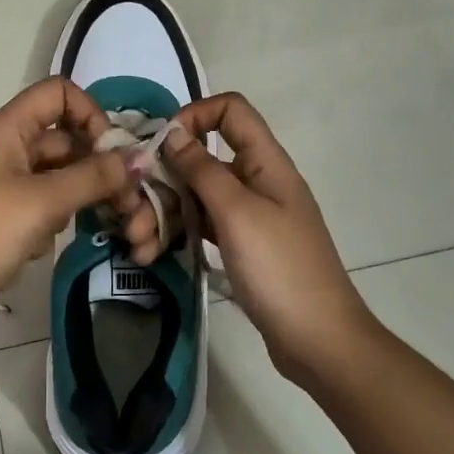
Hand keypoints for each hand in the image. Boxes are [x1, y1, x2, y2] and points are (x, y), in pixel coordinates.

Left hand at [0, 77, 143, 341]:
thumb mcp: (42, 203)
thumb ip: (93, 177)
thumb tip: (139, 159)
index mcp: (7, 129)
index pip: (59, 93)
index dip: (90, 114)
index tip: (111, 152)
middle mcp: (6, 147)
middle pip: (65, 139)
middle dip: (99, 167)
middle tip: (129, 204)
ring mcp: (4, 182)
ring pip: (59, 175)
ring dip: (82, 197)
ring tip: (101, 227)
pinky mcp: (4, 214)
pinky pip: (44, 203)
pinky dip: (55, 219)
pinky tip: (45, 245)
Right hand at [156, 93, 371, 382]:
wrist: (320, 343)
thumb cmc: (280, 270)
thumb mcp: (237, 213)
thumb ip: (202, 169)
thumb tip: (174, 132)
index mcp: (266, 162)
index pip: (231, 110)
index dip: (195, 114)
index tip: (162, 143)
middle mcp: (257, 181)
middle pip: (203, 158)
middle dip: (164, 178)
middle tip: (132, 210)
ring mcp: (249, 215)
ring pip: (197, 195)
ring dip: (164, 211)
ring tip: (138, 242)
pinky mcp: (241, 245)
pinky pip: (203, 224)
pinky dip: (178, 233)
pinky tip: (152, 252)